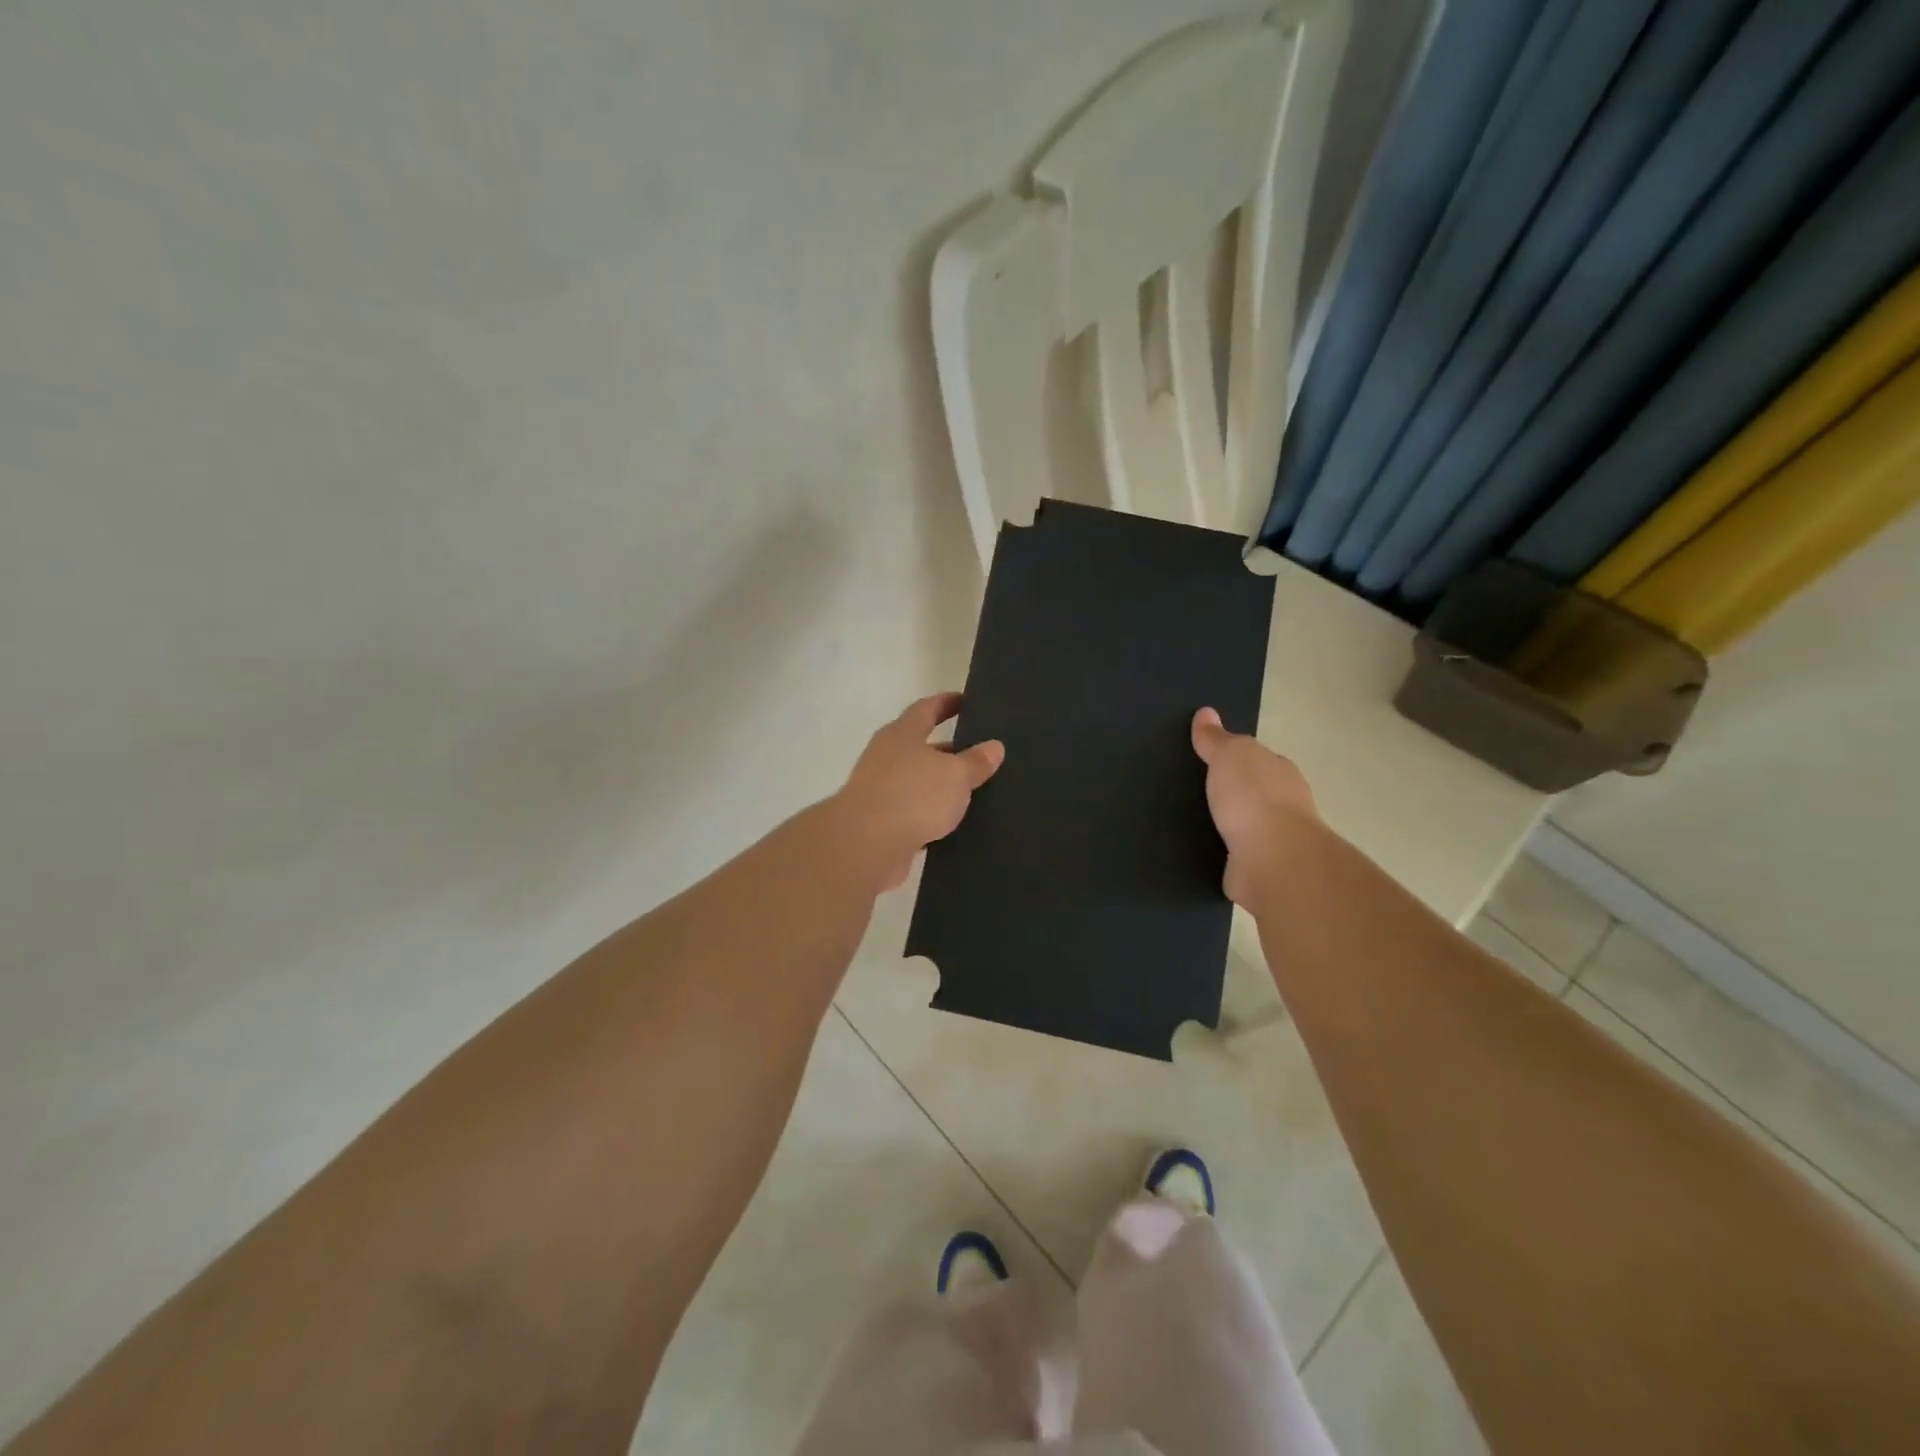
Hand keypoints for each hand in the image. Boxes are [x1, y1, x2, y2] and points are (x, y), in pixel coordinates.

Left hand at [834, 693, 1004, 889]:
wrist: (866, 845)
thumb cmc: (913, 795)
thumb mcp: (955, 775)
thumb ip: (975, 761)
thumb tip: (994, 746)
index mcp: (902, 734)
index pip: (926, 709)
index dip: (946, 703)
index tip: (965, 701)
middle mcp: (886, 757)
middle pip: (920, 746)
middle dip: (947, 750)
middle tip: (978, 754)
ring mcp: (880, 790)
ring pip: (917, 782)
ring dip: (939, 786)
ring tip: (972, 792)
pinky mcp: (879, 823)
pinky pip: (912, 812)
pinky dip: (930, 815)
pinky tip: (951, 825)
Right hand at [1190, 706, 1316, 908]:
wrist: (1272, 860)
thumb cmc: (1253, 798)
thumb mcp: (1230, 755)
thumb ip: (1216, 738)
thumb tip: (1206, 713)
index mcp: (1280, 772)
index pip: (1257, 760)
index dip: (1234, 759)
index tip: (1207, 761)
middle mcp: (1284, 804)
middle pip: (1252, 792)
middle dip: (1230, 793)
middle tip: (1192, 791)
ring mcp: (1274, 840)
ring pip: (1243, 826)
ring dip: (1225, 825)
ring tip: (1190, 822)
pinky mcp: (1260, 870)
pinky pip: (1234, 855)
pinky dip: (1222, 852)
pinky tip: (1199, 851)